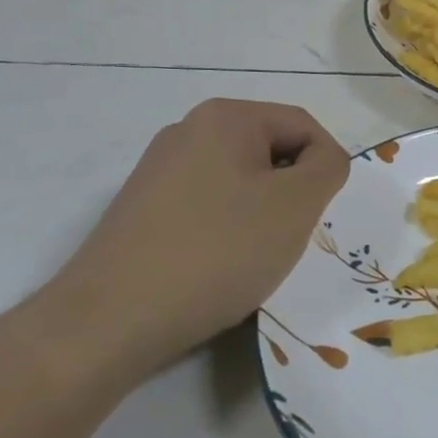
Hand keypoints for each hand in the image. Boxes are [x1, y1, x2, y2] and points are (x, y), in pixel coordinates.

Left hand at [35, 99, 349, 378]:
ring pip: (238, 181)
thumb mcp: (295, 206)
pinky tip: (215, 268)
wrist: (109, 321)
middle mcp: (187, 130)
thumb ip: (328, 168)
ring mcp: (158, 170)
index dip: (325, 168)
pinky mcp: (140, 209)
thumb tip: (322, 160)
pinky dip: (224, 230)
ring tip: (252, 258)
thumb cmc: (217, 251)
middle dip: (290, 193)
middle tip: (290, 238)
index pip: (303, 126)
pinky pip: (205, 206)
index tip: (321, 216)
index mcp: (225, 116)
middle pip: (268, 151)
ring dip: (260, 214)